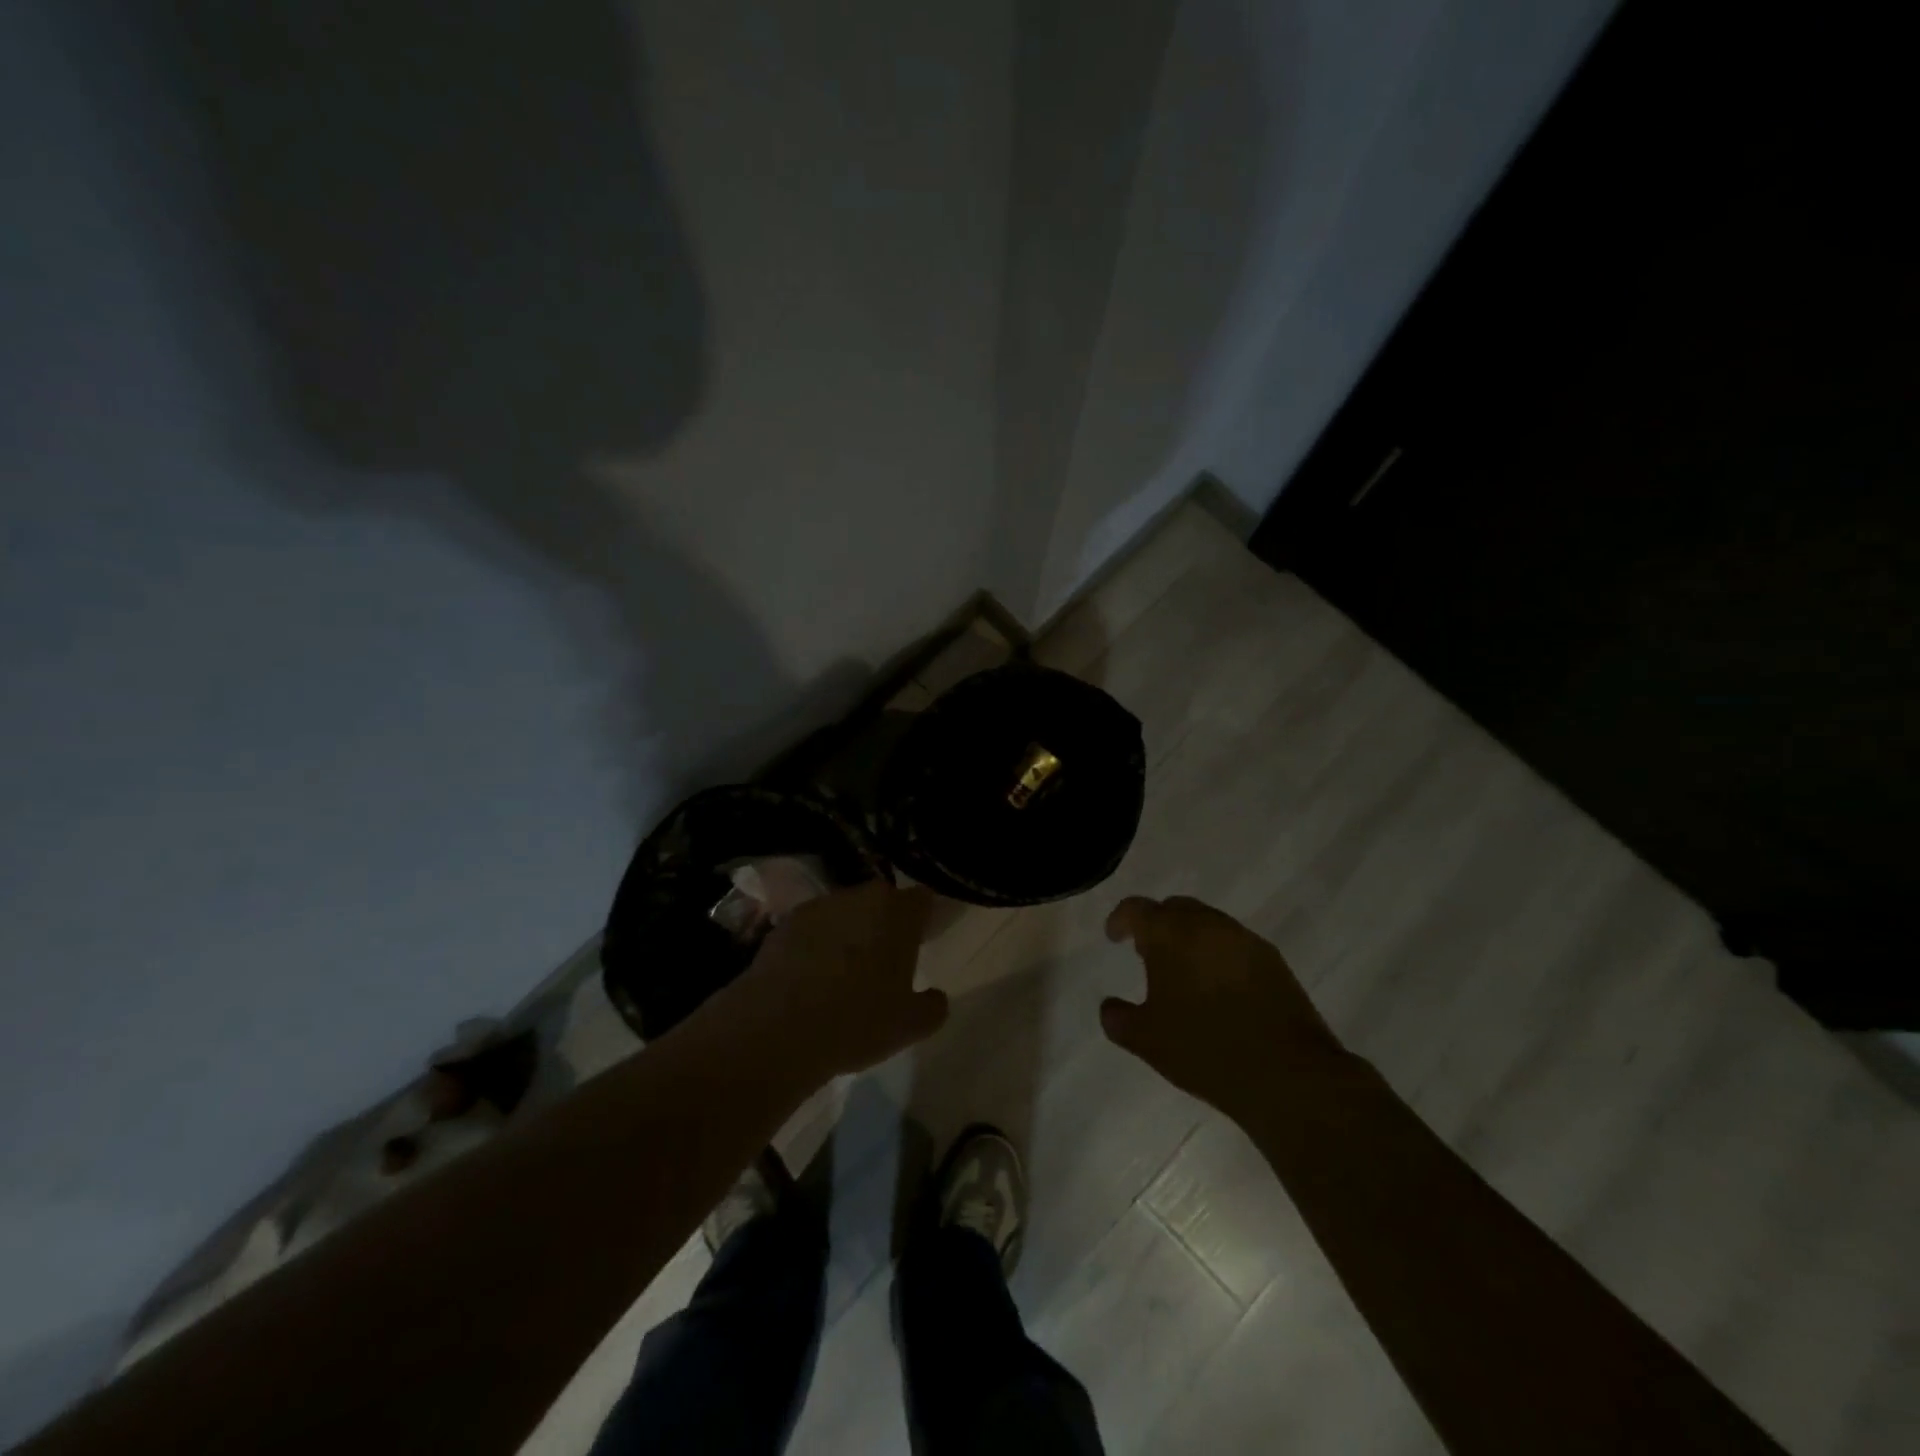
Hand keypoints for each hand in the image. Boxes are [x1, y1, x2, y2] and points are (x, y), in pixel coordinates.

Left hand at [725, 880, 947, 1083]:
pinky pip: (812, 929)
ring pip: (844, 913)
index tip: (924, 939)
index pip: (922, 899)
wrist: (777, 1028)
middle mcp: (860, 897)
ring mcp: (818, 907)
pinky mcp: (784, 924)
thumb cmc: (857, 1021)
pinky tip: (811, 977)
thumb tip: (936, 996)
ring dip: (849, 932)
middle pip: (881, 901)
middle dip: (886, 923)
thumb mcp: (910, 1026)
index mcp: (898, 913)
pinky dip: (816, 944)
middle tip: (886, 958)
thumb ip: (933, 1006)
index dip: (924, 917)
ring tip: (844, 971)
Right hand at [1102, 896, 1348, 1118]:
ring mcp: (1244, 940)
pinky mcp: (1273, 960)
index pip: (1137, 909)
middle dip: (1157, 925)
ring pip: (1207, 923)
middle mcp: (1207, 925)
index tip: (1114, 937)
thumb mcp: (1146, 1040)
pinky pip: (1234, 944)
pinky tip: (1217, 988)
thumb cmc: (1205, 1049)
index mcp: (1171, 934)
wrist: (1287, 1074)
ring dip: (1189, 938)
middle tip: (1146, 953)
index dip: (1120, 920)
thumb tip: (1109, 1006)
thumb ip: (1118, 1018)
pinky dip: (1217, 954)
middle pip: (1174, 908)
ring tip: (1183, 973)